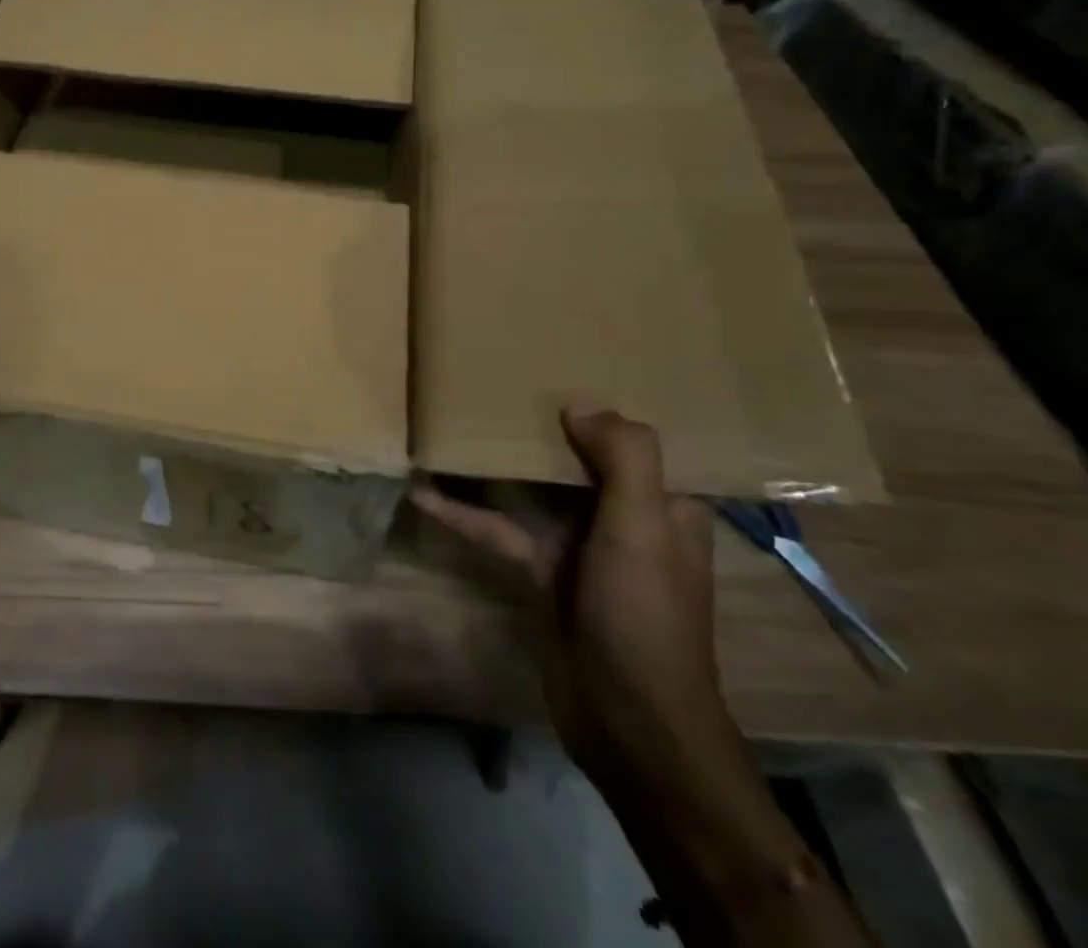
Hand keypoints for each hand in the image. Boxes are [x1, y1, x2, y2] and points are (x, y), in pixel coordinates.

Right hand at [414, 408, 738, 789]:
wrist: (628, 720)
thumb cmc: (643, 613)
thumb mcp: (642, 527)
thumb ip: (623, 458)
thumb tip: (578, 404)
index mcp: (664, 505)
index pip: (638, 442)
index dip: (608, 407)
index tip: (564, 368)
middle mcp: (624, 518)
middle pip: (578, 458)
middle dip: (542, 426)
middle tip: (496, 384)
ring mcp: (579, 546)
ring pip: (533, 490)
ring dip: (496, 466)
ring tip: (452, 426)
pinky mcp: (540, 571)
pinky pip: (498, 529)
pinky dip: (463, 514)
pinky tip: (423, 494)